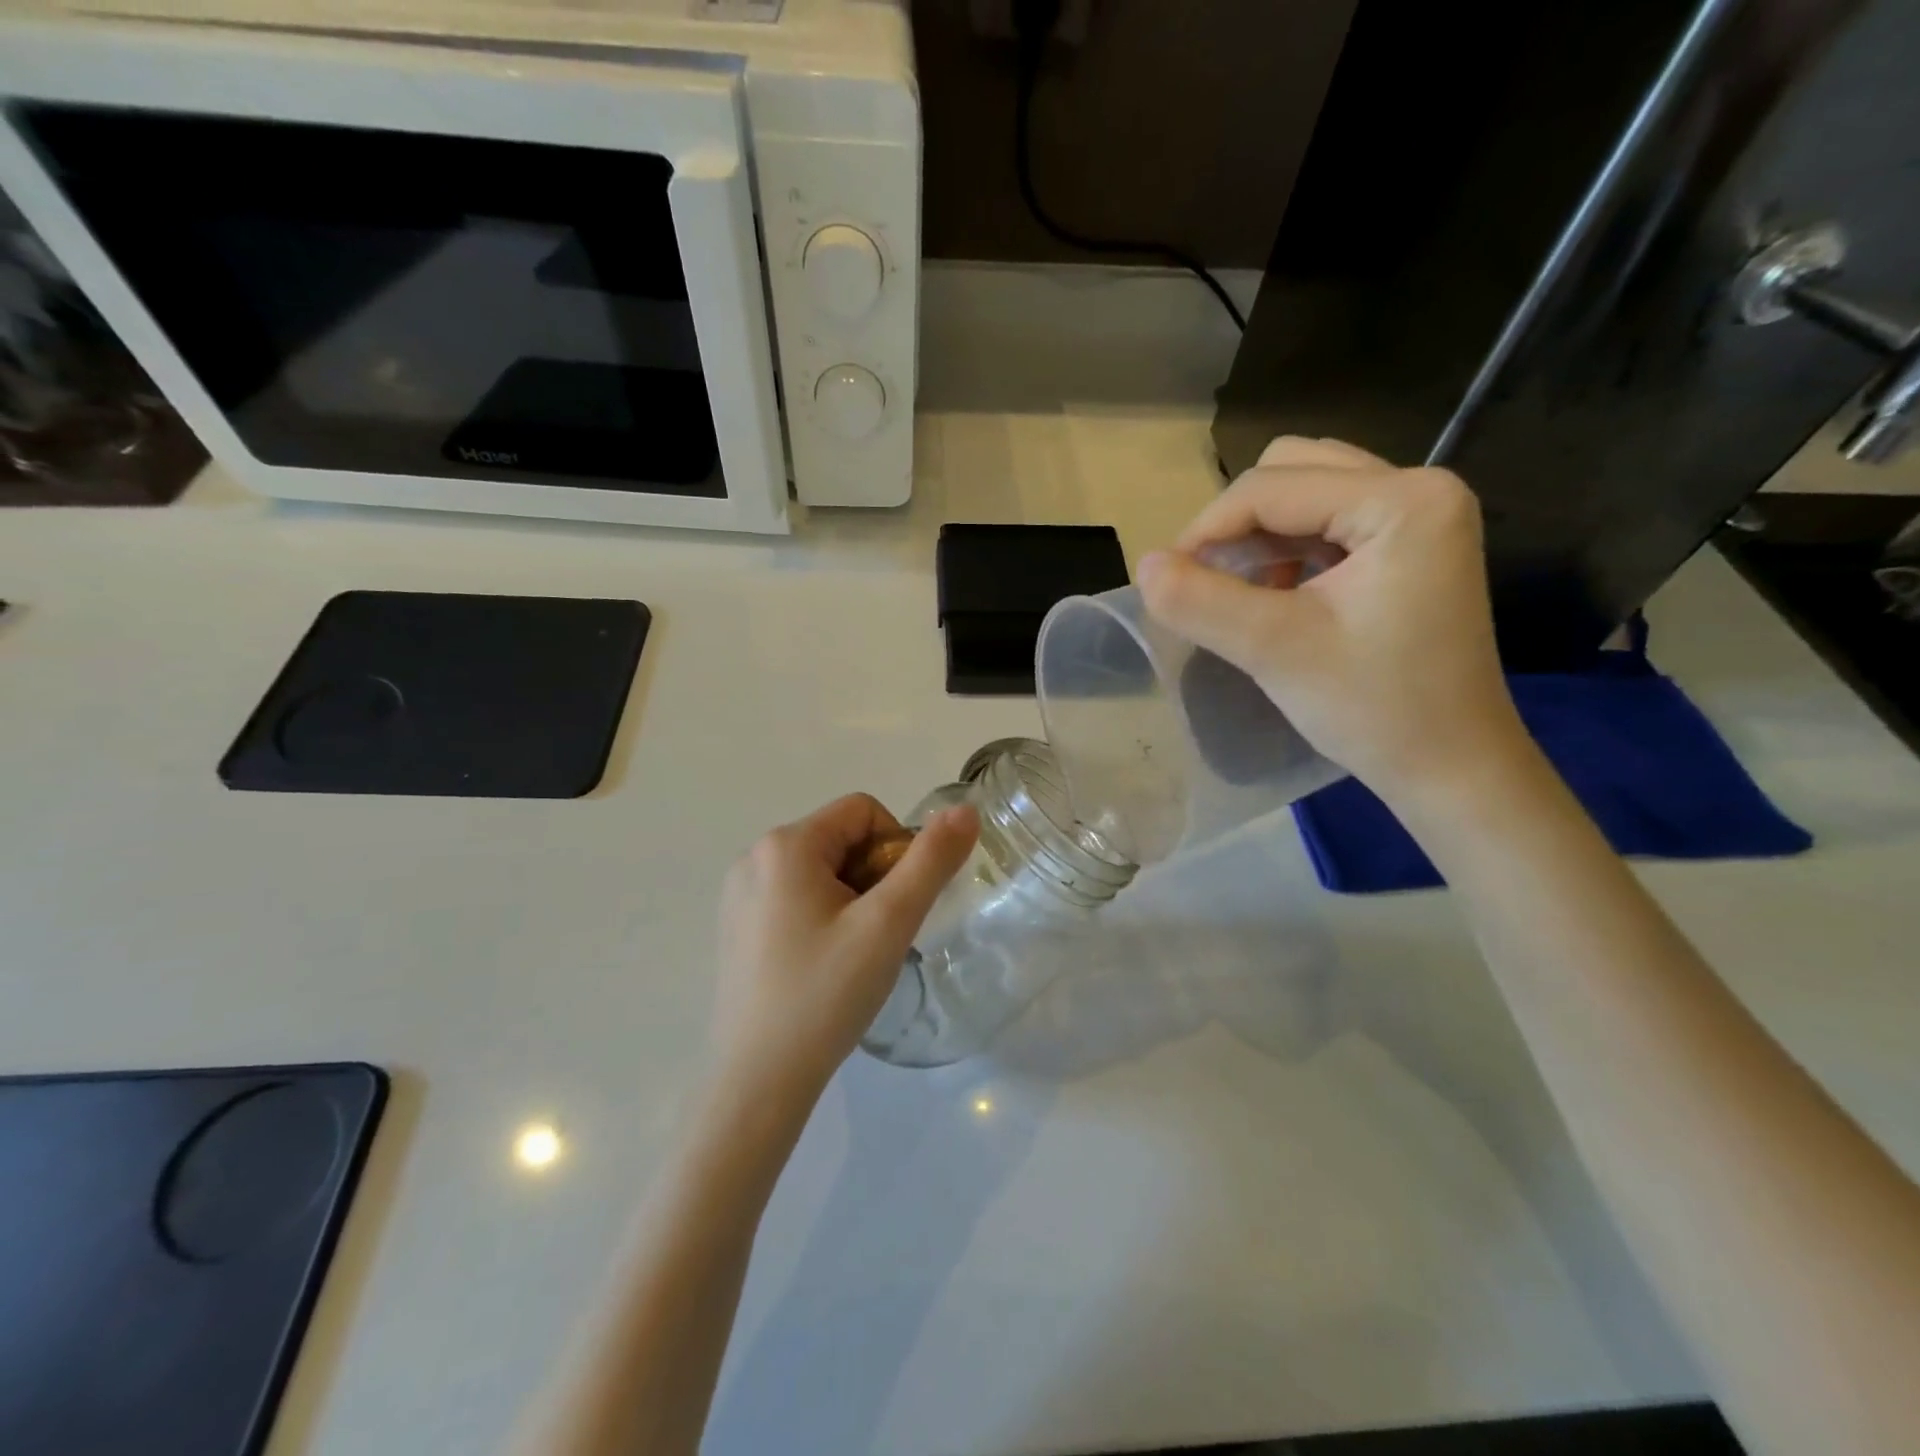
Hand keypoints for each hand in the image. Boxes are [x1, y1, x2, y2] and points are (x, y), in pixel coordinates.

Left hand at [712, 794, 978, 1102]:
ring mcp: (739, 893)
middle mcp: (754, 857)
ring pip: (820, 869)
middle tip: (878, 935)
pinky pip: (794, 896)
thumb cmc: (826, 994)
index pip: (864, 811)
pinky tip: (824, 964)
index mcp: (785, 844)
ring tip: (853, 954)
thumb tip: (965, 809)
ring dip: (852, 898)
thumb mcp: (889, 923)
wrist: (758, 1083)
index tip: (897, 906)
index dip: (896, 849)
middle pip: (841, 839)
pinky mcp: (735, 926)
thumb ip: (931, 861)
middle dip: (873, 876)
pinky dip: (822, 916)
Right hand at [1138, 436, 1525, 803]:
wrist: (1449, 767)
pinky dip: (1287, 550)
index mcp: (1404, 500)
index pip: (1272, 487)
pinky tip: (1276, 596)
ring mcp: (1419, 516)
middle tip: (1208, 582)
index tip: (1166, 581)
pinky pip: (1328, 522)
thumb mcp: (1275, 651)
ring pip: (1308, 492)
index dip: (1206, 529)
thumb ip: (1200, 602)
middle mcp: (1420, 488)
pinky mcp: (1410, 547)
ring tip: (1239, 591)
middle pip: (1292, 471)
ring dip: (1260, 535)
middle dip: (1237, 523)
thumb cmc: (1373, 708)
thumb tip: (1143, 566)